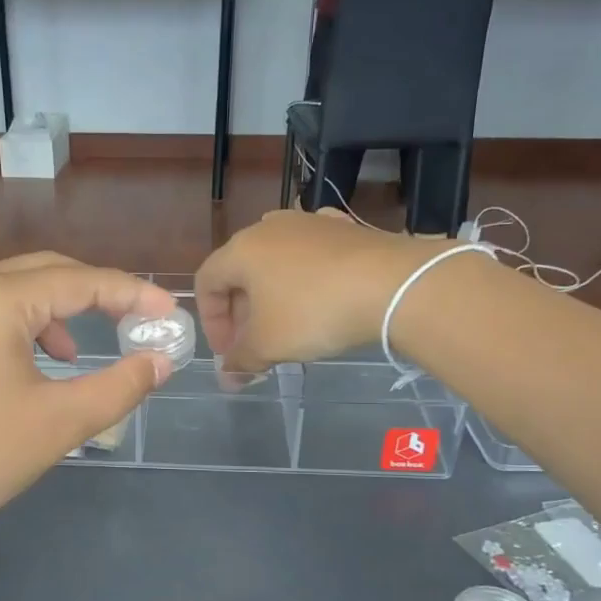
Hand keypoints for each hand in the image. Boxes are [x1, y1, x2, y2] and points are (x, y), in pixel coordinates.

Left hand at [0, 254, 176, 554]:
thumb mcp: (57, 424)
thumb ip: (119, 387)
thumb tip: (159, 361)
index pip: (81, 281)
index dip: (133, 294)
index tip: (171, 314)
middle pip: (46, 274)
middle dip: (96, 296)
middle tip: (135, 324)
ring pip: (14, 294)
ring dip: (57, 314)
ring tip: (77, 358)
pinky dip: (23, 330)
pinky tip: (31, 369)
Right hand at [195, 210, 443, 374]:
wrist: (394, 285)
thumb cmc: (314, 312)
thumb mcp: (268, 345)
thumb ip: (241, 361)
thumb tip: (228, 377)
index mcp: (241, 249)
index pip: (206, 282)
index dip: (211, 322)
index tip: (228, 353)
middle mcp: (270, 227)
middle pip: (240, 272)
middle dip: (241, 313)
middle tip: (254, 345)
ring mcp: (310, 223)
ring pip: (276, 263)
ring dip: (272, 296)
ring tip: (287, 326)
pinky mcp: (344, 228)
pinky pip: (311, 255)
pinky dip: (306, 279)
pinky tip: (321, 299)